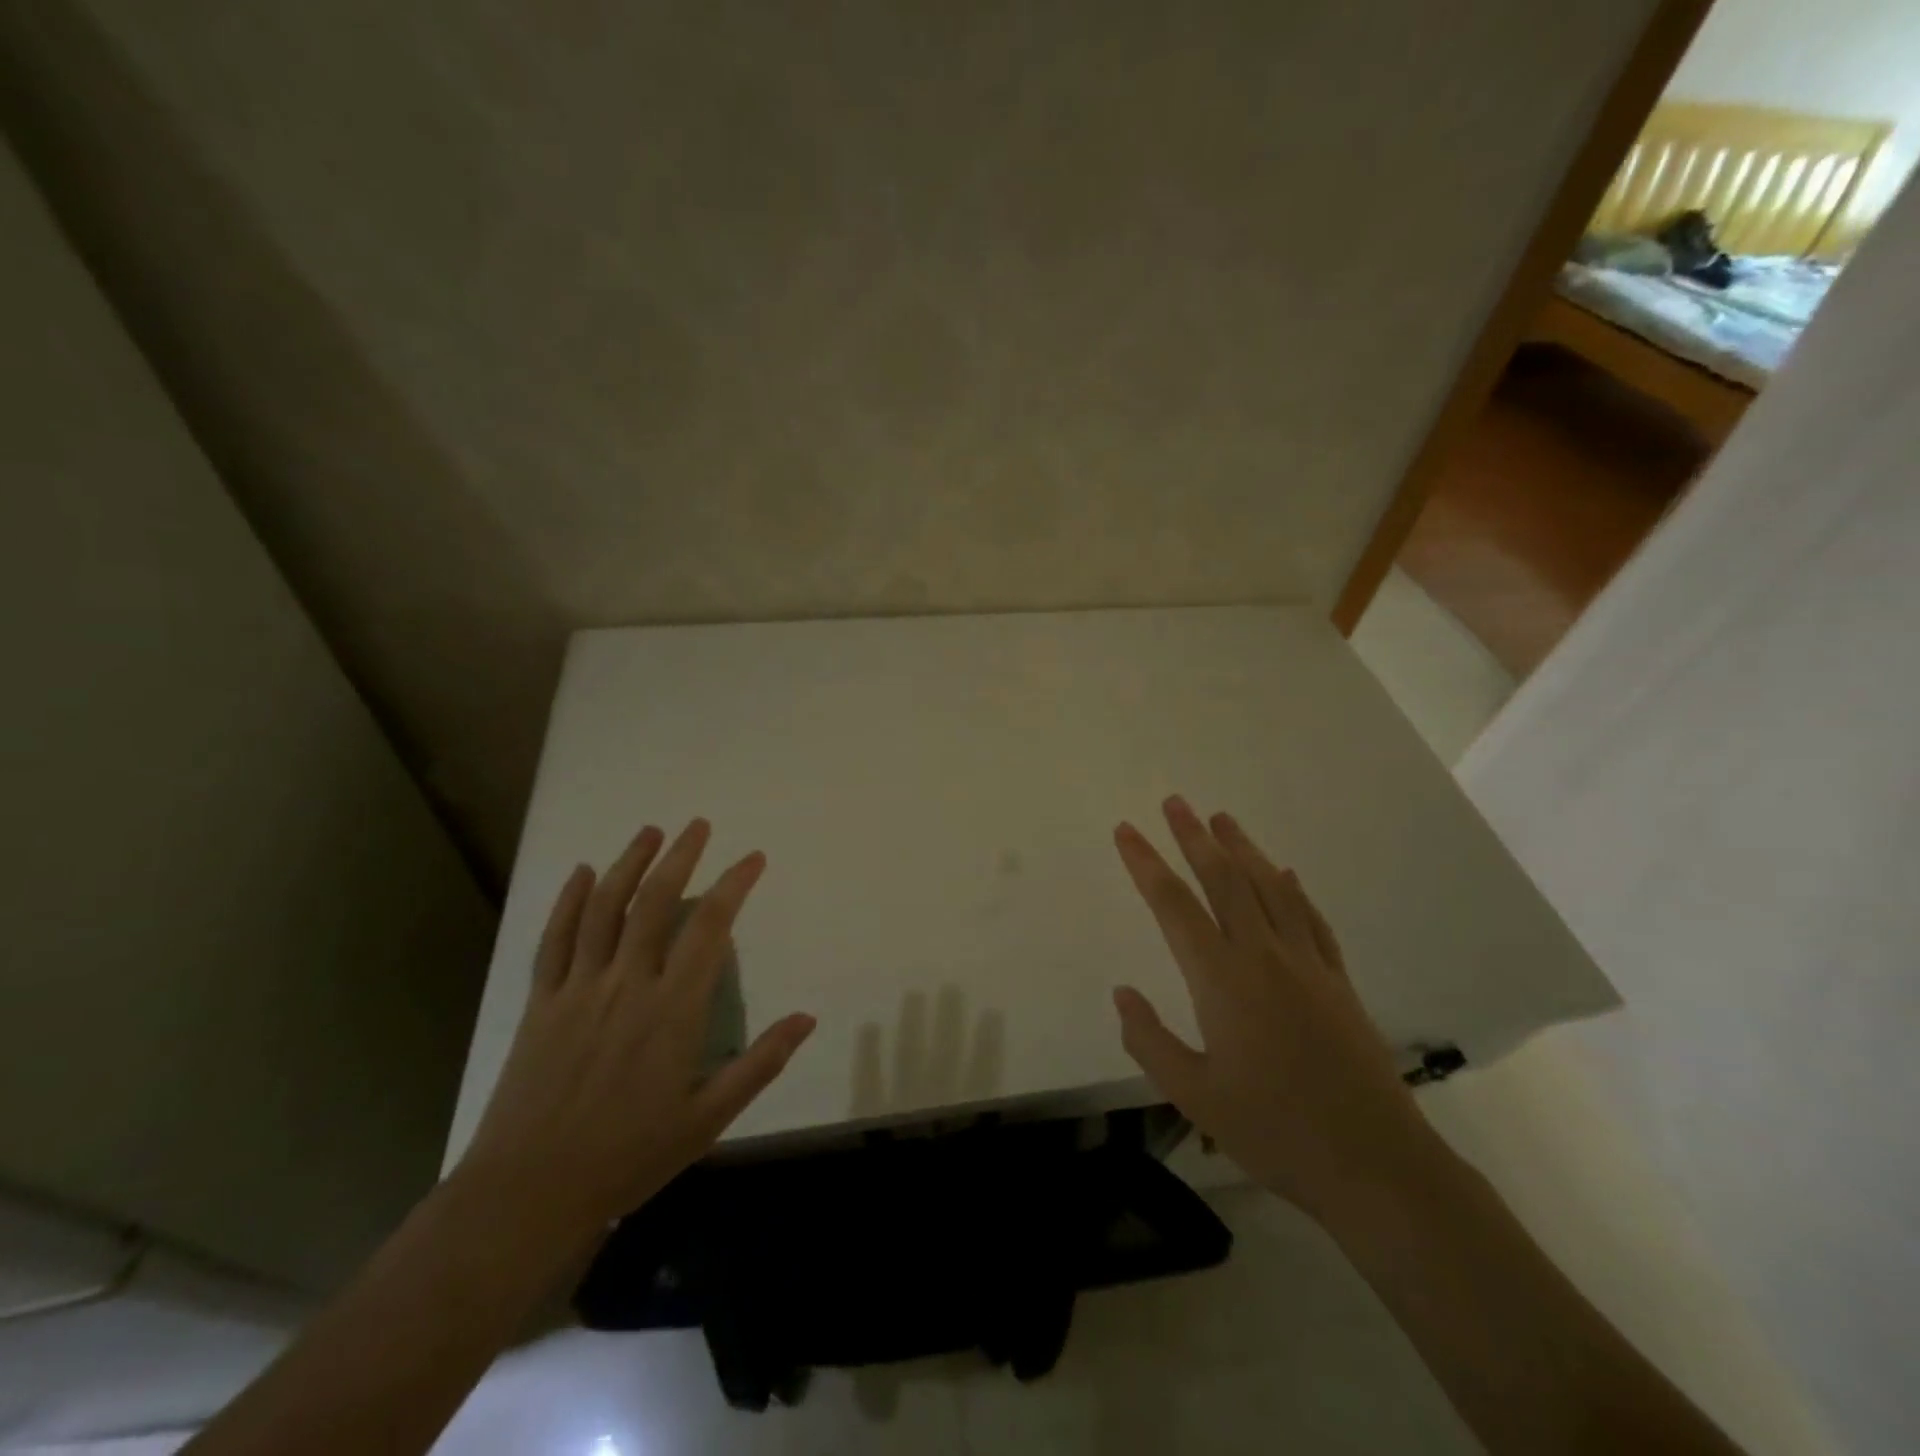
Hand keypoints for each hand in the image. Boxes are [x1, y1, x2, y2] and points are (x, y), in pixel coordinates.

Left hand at [457, 818, 815, 1241]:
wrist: (528, 1194)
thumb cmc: (629, 1157)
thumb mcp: (709, 1118)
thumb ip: (761, 1063)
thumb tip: (808, 1018)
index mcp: (673, 1009)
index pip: (710, 927)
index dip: (734, 885)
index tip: (753, 858)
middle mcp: (627, 984)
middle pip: (656, 902)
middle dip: (681, 857)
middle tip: (698, 825)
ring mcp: (579, 989)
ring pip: (605, 909)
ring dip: (629, 863)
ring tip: (649, 831)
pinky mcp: (541, 1003)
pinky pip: (555, 940)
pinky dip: (569, 901)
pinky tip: (582, 873)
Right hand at [1111, 797, 1446, 1228]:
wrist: (1376, 1165)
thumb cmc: (1275, 1131)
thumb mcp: (1194, 1096)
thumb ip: (1149, 1040)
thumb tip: (1122, 993)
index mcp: (1222, 979)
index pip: (1173, 905)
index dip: (1146, 864)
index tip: (1125, 831)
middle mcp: (1263, 956)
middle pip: (1224, 880)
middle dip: (1195, 837)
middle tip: (1175, 802)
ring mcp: (1307, 964)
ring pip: (1270, 889)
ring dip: (1243, 849)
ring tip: (1222, 818)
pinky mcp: (1338, 981)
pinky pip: (1311, 919)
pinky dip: (1294, 890)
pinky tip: (1285, 874)